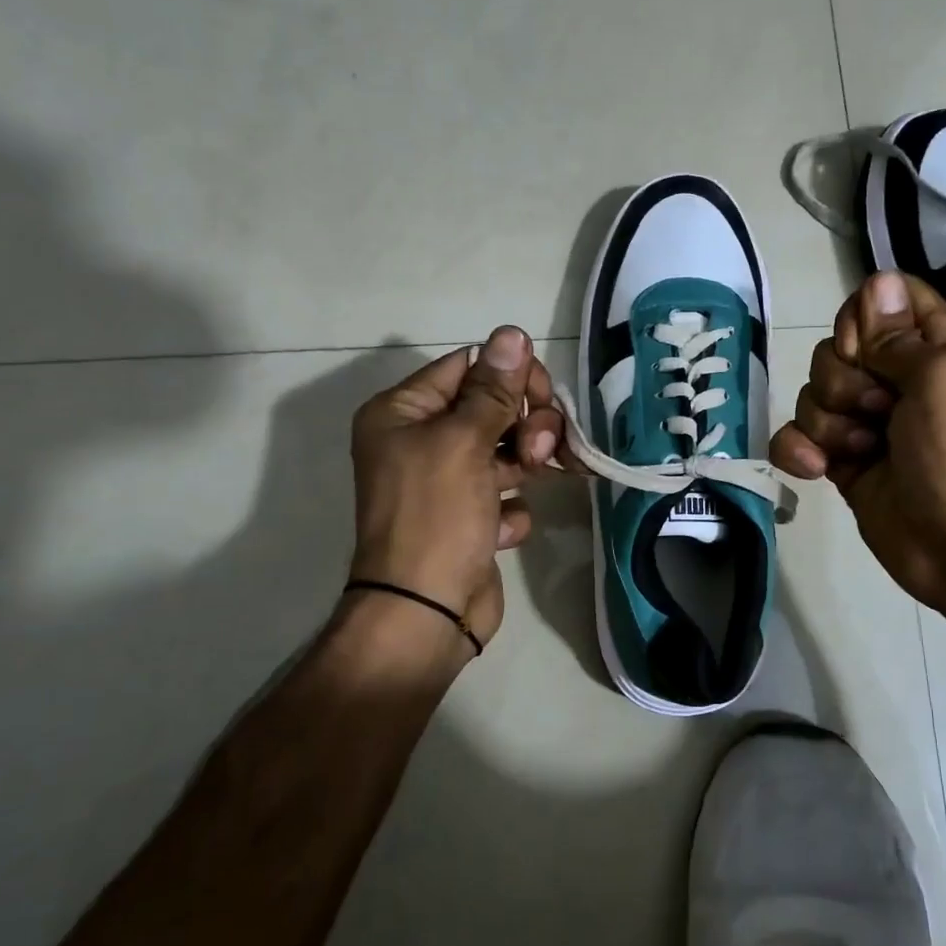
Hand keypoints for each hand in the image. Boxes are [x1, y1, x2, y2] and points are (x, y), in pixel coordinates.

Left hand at [347, 326, 562, 656]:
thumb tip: (511, 333)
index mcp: (403, 413)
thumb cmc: (435, 517)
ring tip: (535, 478)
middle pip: (491, 406)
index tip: (542, 393)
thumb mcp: (463, 443)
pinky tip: (503, 528)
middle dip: (525, 420)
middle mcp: (420, 441)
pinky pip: (504, 493)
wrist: (425, 613)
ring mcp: (446, 482)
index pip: (467, 367)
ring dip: (527, 459)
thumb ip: (493, 389)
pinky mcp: (469, 518)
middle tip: (541, 446)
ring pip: (504, 448)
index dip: (509, 375)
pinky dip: (512, 507)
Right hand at [769, 271, 945, 616]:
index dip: (864, 318)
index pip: (885, 299)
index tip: (869, 349)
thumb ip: (899, 334)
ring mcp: (865, 422)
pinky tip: (818, 470)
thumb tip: (878, 278)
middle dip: (843, 380)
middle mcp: (897, 378)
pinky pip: (796, 436)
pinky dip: (799, 451)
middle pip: (837, 347)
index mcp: (934, 348)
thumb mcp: (942, 378)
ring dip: (828, 422)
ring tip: (862, 450)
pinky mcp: (840, 460)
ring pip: (812, 393)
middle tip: (877, 411)